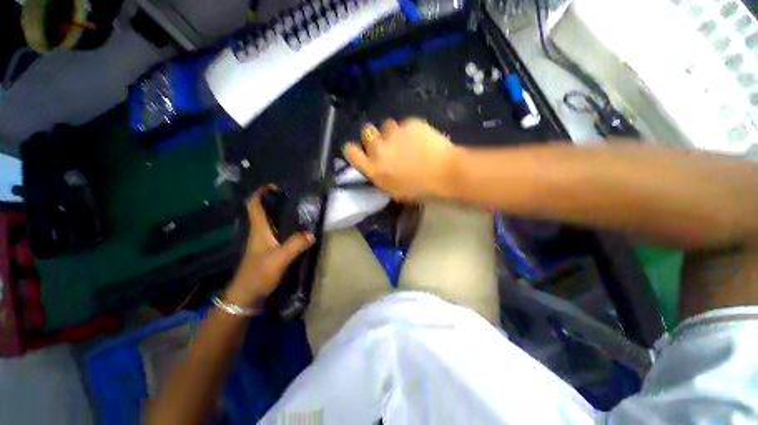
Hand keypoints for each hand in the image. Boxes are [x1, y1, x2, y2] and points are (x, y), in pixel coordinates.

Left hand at [225, 186, 314, 307]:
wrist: (246, 296)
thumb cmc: (258, 274)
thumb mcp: (279, 259)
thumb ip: (295, 245)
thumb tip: (312, 233)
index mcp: (258, 230)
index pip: (254, 205)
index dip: (260, 193)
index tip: (274, 186)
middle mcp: (258, 232)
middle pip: (262, 211)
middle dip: (274, 201)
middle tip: (293, 197)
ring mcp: (262, 242)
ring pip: (269, 221)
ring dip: (279, 213)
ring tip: (298, 209)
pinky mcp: (267, 250)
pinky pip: (275, 232)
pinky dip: (284, 226)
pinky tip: (296, 229)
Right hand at [343, 118, 456, 199]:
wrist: (445, 174)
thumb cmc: (420, 189)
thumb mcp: (393, 190)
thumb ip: (380, 175)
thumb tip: (376, 166)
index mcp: (372, 168)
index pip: (350, 151)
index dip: (354, 149)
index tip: (362, 150)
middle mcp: (378, 148)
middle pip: (366, 132)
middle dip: (374, 136)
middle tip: (387, 144)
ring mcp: (393, 133)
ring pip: (386, 125)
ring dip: (392, 132)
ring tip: (407, 141)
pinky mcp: (409, 123)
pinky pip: (405, 123)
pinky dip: (410, 130)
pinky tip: (421, 138)